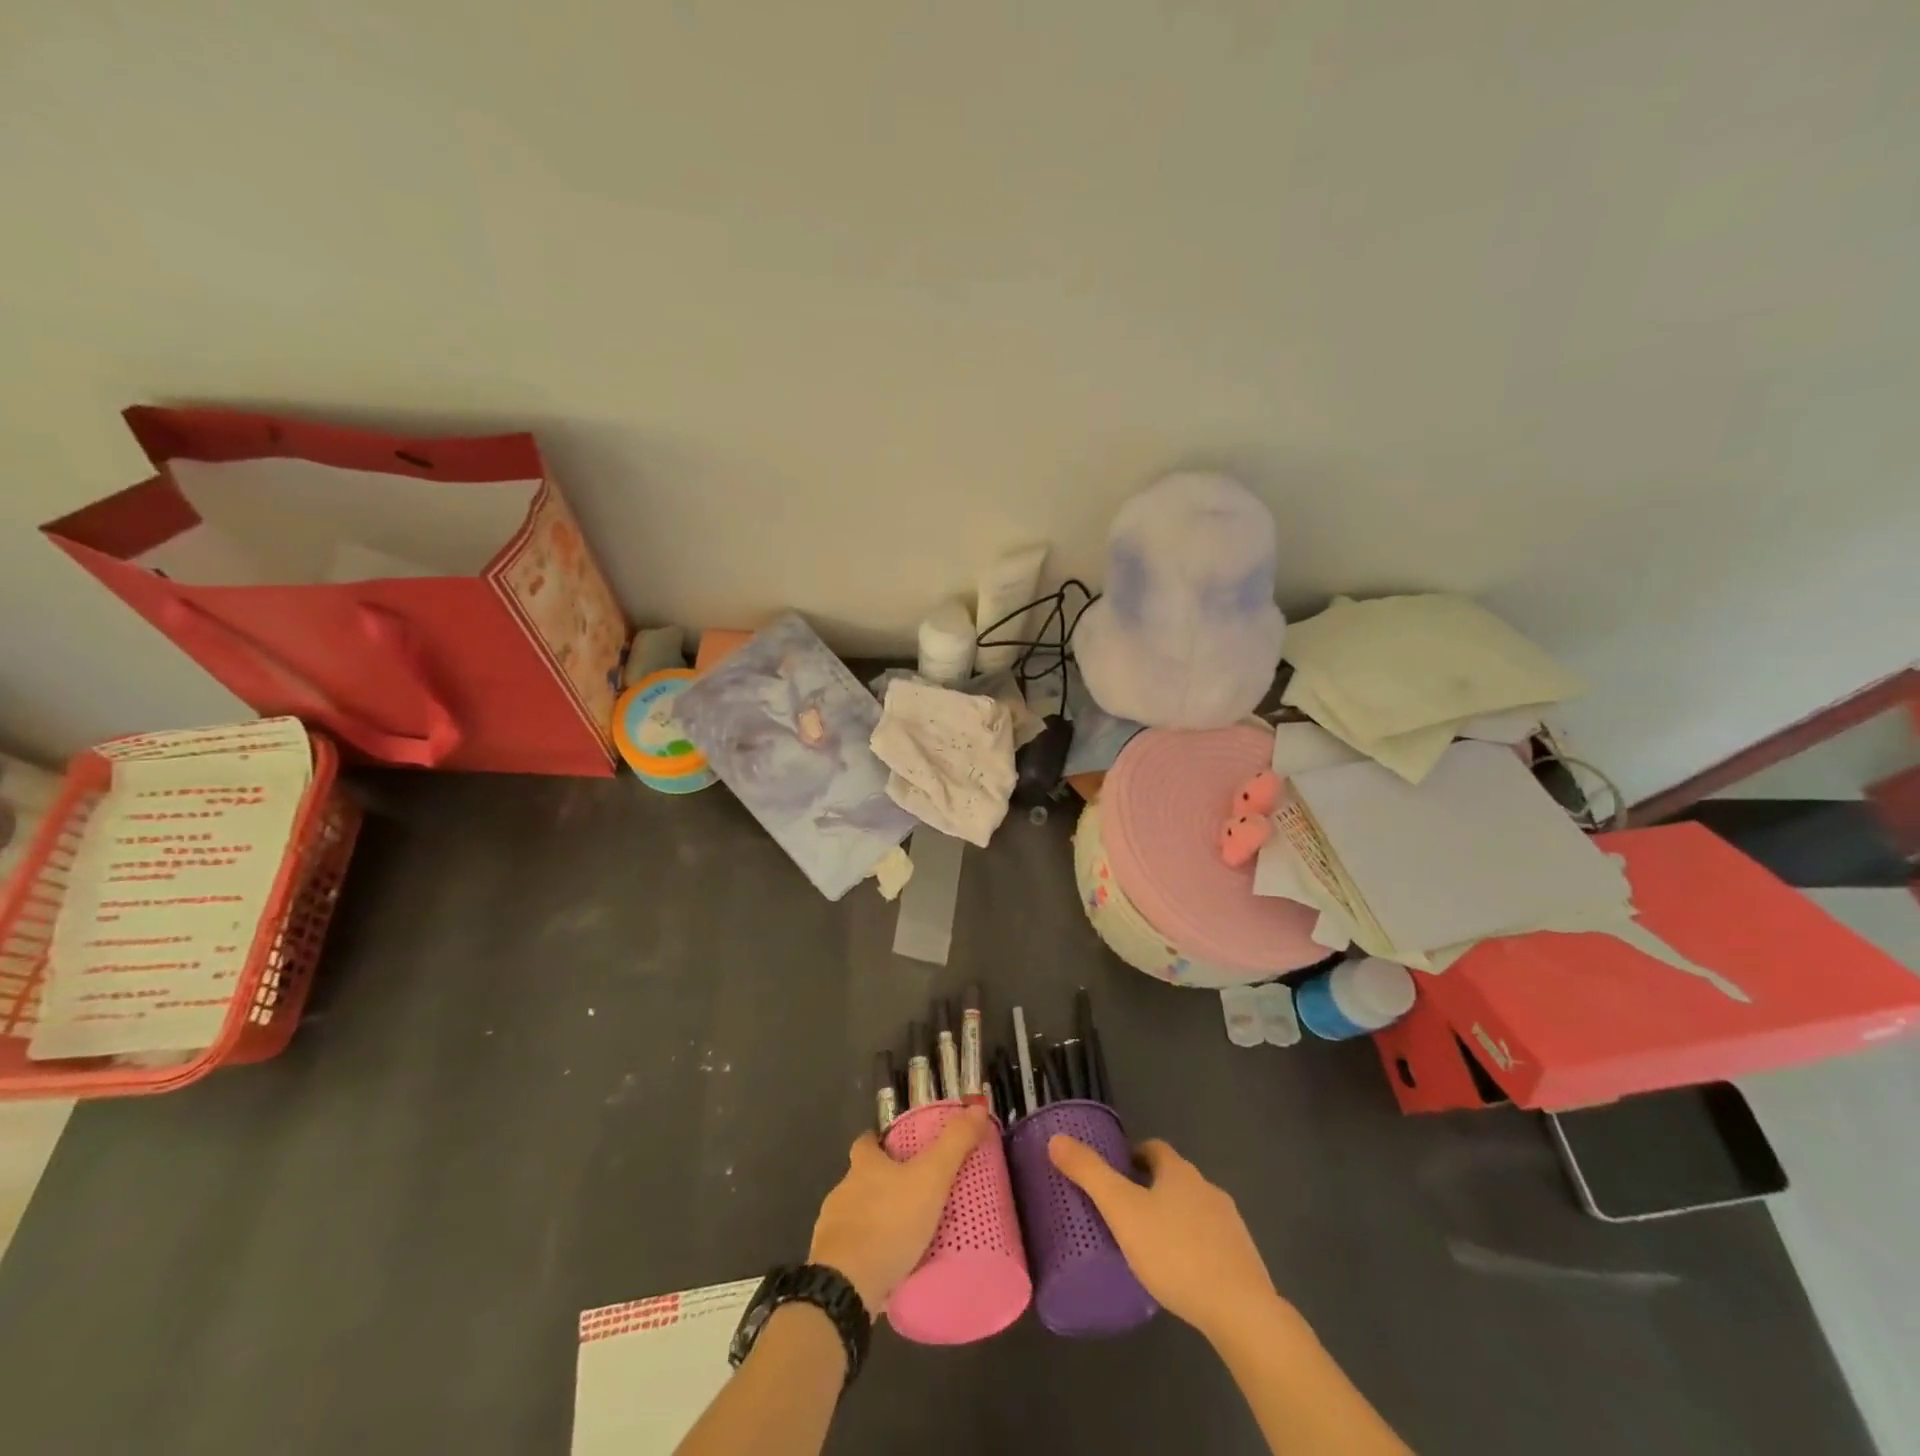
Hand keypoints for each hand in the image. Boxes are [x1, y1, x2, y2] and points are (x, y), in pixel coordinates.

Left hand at [809, 1107, 990, 1316]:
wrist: (846, 1285)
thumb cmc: (889, 1222)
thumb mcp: (930, 1178)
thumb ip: (954, 1144)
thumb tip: (978, 1108)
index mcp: (864, 1165)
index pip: (865, 1143)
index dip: (879, 1143)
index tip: (896, 1150)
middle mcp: (843, 1190)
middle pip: (860, 1179)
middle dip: (881, 1185)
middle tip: (913, 1196)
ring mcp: (832, 1229)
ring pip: (855, 1216)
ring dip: (874, 1221)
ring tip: (905, 1236)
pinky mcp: (830, 1264)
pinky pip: (851, 1252)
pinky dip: (867, 1254)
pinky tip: (887, 1267)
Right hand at [1048, 1134, 1278, 1340]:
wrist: (1240, 1310)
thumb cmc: (1174, 1252)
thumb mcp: (1122, 1211)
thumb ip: (1089, 1174)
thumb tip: (1056, 1139)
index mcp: (1178, 1171)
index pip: (1153, 1148)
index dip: (1132, 1156)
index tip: (1114, 1175)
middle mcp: (1206, 1187)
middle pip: (1173, 1178)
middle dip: (1150, 1190)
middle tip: (1123, 1215)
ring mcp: (1229, 1222)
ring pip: (1192, 1209)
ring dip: (1173, 1219)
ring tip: (1149, 1248)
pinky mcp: (1243, 1257)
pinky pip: (1210, 1241)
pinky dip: (1193, 1247)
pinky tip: (1180, 1274)